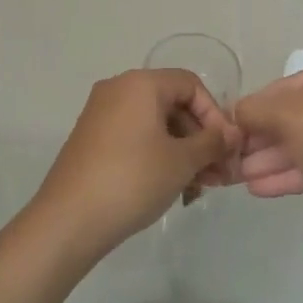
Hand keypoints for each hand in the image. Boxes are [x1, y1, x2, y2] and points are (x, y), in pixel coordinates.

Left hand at [30, 69, 240, 256]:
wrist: (70, 219)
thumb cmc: (133, 179)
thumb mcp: (182, 161)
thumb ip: (213, 142)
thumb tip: (232, 134)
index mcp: (140, 83)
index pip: (191, 85)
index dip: (215, 114)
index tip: (226, 149)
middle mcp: (118, 89)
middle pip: (173, 104)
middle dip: (200, 139)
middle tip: (219, 175)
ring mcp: (101, 115)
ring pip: (155, 125)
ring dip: (183, 152)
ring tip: (199, 188)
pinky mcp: (92, 140)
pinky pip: (135, 138)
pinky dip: (158, 156)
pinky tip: (172, 188)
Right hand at [233, 57, 302, 247]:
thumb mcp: (287, 115)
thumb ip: (255, 109)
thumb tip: (235, 112)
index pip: (287, 84)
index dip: (256, 105)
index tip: (230, 125)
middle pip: (293, 115)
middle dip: (260, 137)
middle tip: (230, 154)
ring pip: (300, 142)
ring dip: (267, 158)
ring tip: (236, 175)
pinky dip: (285, 173)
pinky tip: (256, 188)